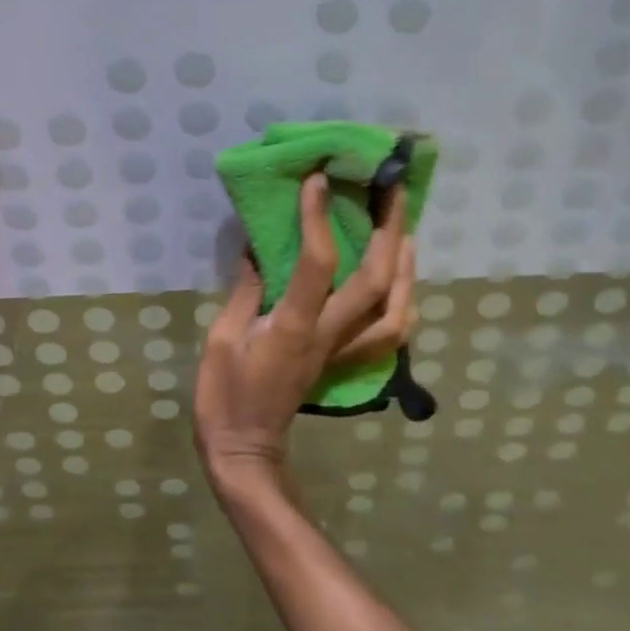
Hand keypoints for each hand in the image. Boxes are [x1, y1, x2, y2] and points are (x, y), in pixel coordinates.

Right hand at [195, 175, 416, 492]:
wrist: (246, 450)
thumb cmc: (224, 395)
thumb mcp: (222, 337)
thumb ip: (245, 289)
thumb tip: (256, 245)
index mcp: (294, 326)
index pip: (317, 263)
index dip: (319, 218)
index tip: (320, 180)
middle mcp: (329, 335)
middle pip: (377, 281)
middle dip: (390, 230)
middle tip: (391, 190)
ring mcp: (344, 351)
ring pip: (397, 309)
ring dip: (408, 265)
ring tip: (405, 229)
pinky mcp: (346, 362)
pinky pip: (389, 332)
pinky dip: (404, 301)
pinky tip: (400, 278)